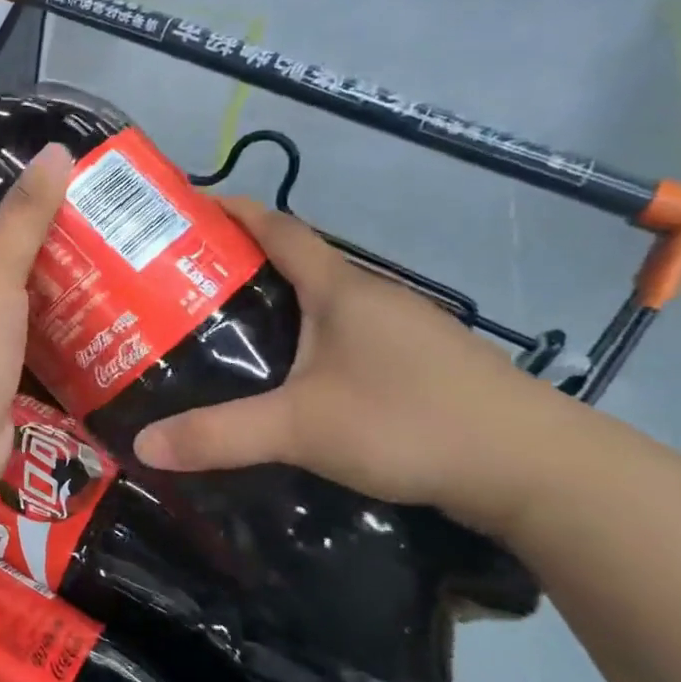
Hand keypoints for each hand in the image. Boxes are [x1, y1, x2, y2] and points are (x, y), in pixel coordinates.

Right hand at [132, 197, 568, 532]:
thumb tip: (142, 445)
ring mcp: (401, 330)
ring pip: (319, 304)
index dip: (231, 212)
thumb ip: (218, 435)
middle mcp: (371, 297)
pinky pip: (342, 335)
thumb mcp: (300, 428)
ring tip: (218, 331)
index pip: (277, 228)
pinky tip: (285, 377)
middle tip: (178, 288)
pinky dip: (303, 340)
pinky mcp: (417, 364)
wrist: (537, 470)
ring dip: (271, 307)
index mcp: (340, 289)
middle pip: (294, 264)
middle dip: (236, 266)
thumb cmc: (410, 423)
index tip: (185, 212)